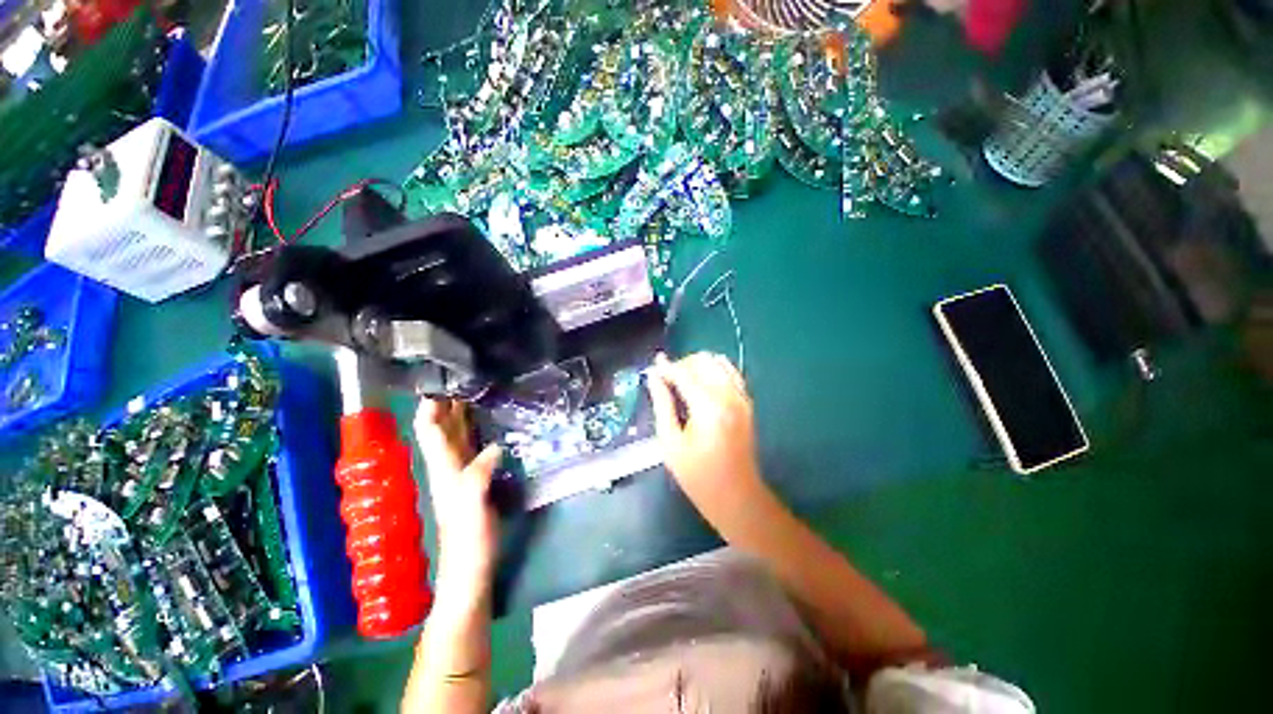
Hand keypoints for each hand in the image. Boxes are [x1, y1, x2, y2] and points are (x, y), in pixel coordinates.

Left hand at [414, 399, 501, 596]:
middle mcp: (449, 466)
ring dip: (463, 415)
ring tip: (477, 392)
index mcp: (443, 468)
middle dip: (448, 403)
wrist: (471, 569)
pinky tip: (491, 424)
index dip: (430, 406)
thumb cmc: (468, 540)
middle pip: (443, 429)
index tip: (439, 381)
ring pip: (459, 436)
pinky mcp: (476, 480)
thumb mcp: (472, 505)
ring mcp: (462, 474)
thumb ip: (479, 475)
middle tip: (464, 378)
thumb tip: (496, 445)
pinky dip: (479, 432)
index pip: (430, 431)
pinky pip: (475, 448)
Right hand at [646, 352, 767, 525]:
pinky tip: (702, 384)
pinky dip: (714, 370)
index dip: (666, 367)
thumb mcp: (670, 442)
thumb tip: (653, 378)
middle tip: (665, 380)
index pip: (684, 373)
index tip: (651, 368)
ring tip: (682, 381)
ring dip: (698, 365)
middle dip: (681, 364)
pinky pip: (730, 372)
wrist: (736, 496)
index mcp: (709, 407)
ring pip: (718, 362)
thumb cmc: (698, 475)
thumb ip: (662, 404)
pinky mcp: (747, 402)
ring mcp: (741, 397)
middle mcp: (729, 395)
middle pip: (703, 361)